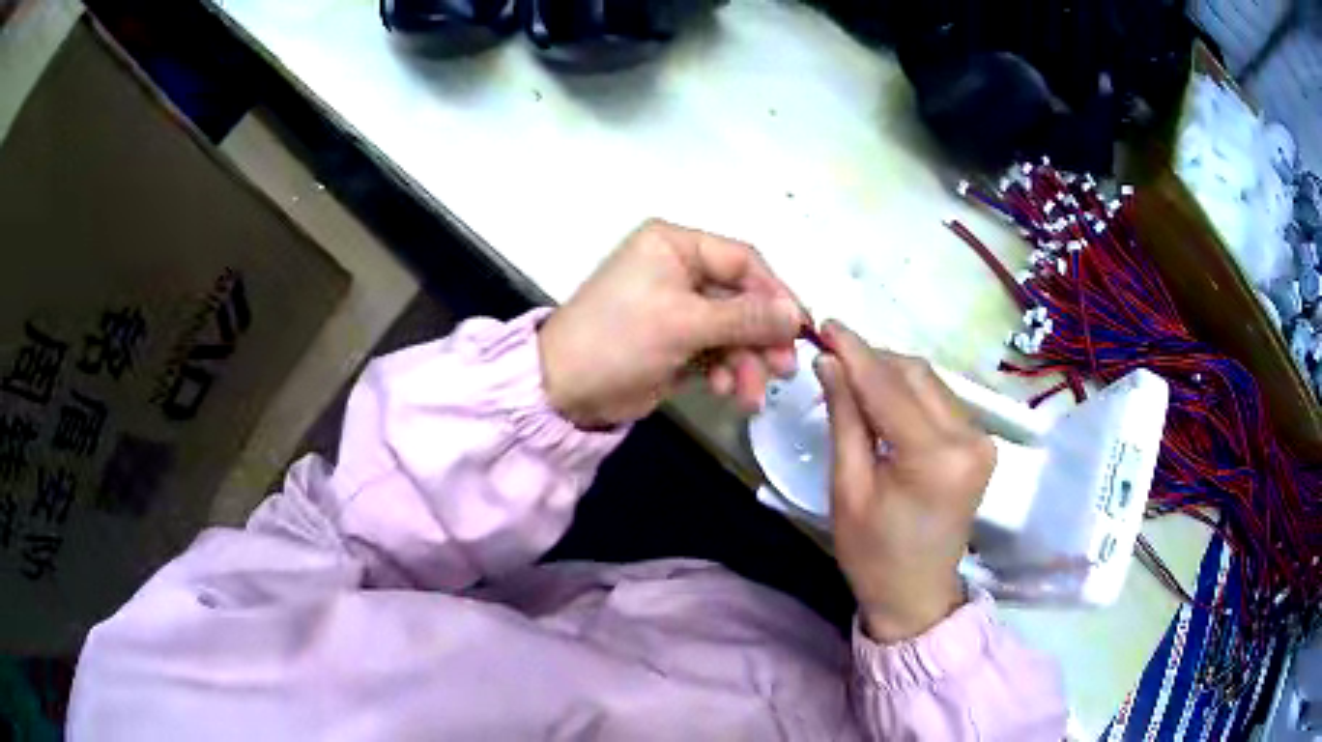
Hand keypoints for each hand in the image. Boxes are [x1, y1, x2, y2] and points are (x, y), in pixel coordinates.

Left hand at [539, 219, 803, 428]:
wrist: (564, 389)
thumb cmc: (619, 339)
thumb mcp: (685, 323)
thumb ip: (745, 317)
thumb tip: (796, 315)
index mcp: (675, 245)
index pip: (742, 260)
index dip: (775, 293)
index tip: (800, 328)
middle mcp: (678, 269)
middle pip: (741, 298)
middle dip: (762, 336)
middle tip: (783, 370)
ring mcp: (677, 308)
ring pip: (732, 330)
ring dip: (745, 362)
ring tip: (749, 395)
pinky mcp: (675, 342)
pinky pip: (715, 351)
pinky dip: (725, 371)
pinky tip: (725, 391)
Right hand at [813, 321, 993, 642]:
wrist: (917, 594)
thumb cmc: (873, 554)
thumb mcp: (848, 489)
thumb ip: (845, 419)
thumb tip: (831, 362)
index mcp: (934, 458)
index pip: (889, 387)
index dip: (855, 352)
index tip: (825, 323)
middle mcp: (969, 439)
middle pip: (916, 375)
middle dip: (873, 359)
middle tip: (832, 354)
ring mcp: (981, 440)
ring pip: (930, 382)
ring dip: (891, 374)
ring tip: (852, 377)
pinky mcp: (981, 444)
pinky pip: (940, 401)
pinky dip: (909, 394)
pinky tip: (883, 400)